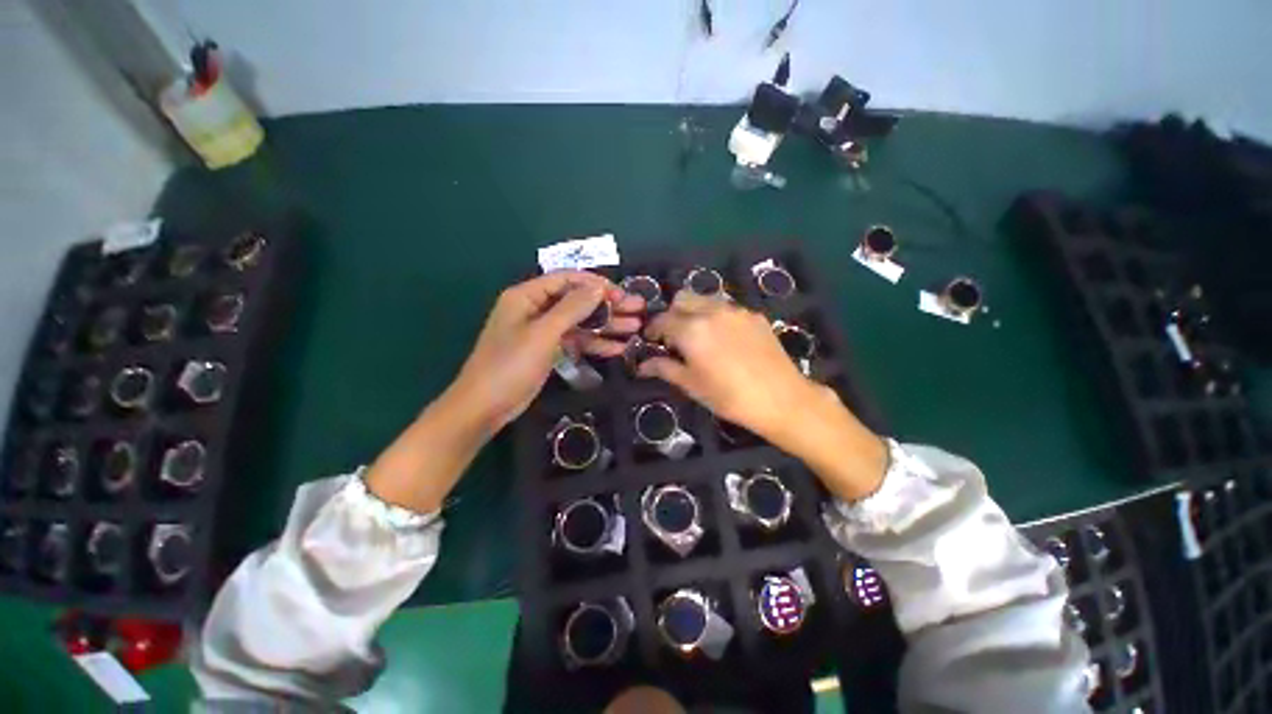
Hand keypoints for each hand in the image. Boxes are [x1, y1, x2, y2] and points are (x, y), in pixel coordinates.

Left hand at [449, 271, 643, 433]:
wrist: (485, 407)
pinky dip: (596, 344)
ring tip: (636, 328)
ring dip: (607, 325)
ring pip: (581, 322)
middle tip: (638, 309)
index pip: (567, 279)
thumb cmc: (510, 365)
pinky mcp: (549, 351)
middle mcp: (536, 309)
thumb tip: (598, 287)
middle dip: (608, 305)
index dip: (596, 284)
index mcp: (527, 296)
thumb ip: (572, 309)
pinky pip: (576, 341)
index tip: (622, 294)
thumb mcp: (542, 334)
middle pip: (578, 301)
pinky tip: (619, 348)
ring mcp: (543, 331)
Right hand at [639, 291, 816, 440]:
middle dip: (672, 314)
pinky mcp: (754, 315)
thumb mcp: (691, 385)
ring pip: (705, 300)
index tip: (651, 340)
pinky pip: (727, 308)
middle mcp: (711, 311)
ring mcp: (736, 311)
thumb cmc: (729, 397)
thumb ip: (664, 368)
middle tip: (674, 337)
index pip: (662, 320)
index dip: (652, 330)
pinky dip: (717, 317)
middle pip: (682, 298)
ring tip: (700, 337)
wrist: (782, 399)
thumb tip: (641, 366)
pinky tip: (725, 340)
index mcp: (691, 329)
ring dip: (694, 312)